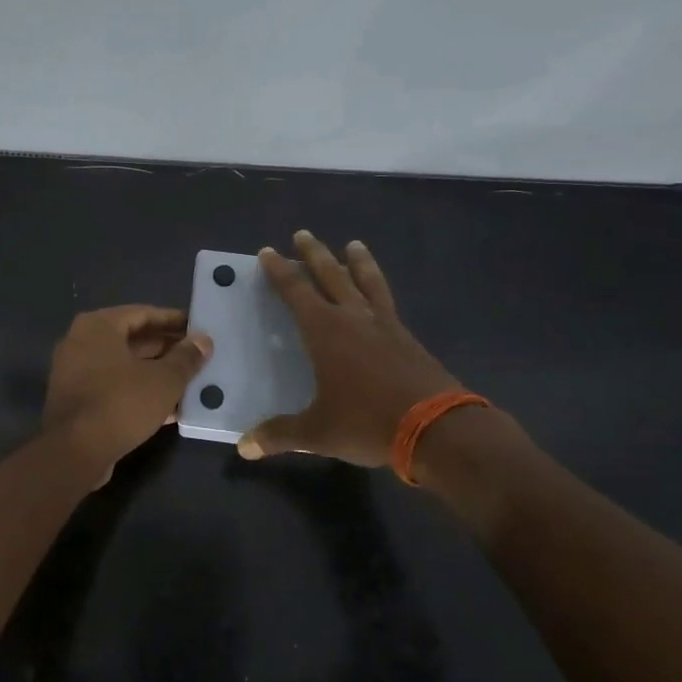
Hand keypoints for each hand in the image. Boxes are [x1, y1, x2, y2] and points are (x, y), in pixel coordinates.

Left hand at [43, 306, 212, 485]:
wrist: (75, 453)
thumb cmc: (121, 403)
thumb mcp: (164, 380)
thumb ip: (186, 358)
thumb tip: (204, 341)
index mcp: (98, 326)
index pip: (143, 313)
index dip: (173, 320)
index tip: (198, 328)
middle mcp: (81, 342)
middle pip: (132, 339)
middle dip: (166, 348)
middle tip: (197, 356)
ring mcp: (75, 372)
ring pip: (124, 366)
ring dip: (155, 372)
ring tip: (189, 381)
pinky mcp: (76, 400)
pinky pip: (114, 387)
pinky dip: (139, 391)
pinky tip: (170, 408)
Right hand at [238, 231, 462, 467]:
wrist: (437, 428)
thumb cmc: (367, 423)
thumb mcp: (317, 432)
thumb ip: (279, 435)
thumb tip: (244, 447)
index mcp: (325, 331)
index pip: (295, 292)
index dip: (279, 272)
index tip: (268, 252)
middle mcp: (353, 318)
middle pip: (331, 276)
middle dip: (314, 255)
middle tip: (303, 235)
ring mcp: (385, 325)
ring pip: (367, 282)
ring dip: (357, 262)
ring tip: (354, 245)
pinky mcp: (408, 338)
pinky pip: (387, 302)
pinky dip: (379, 289)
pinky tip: (379, 296)